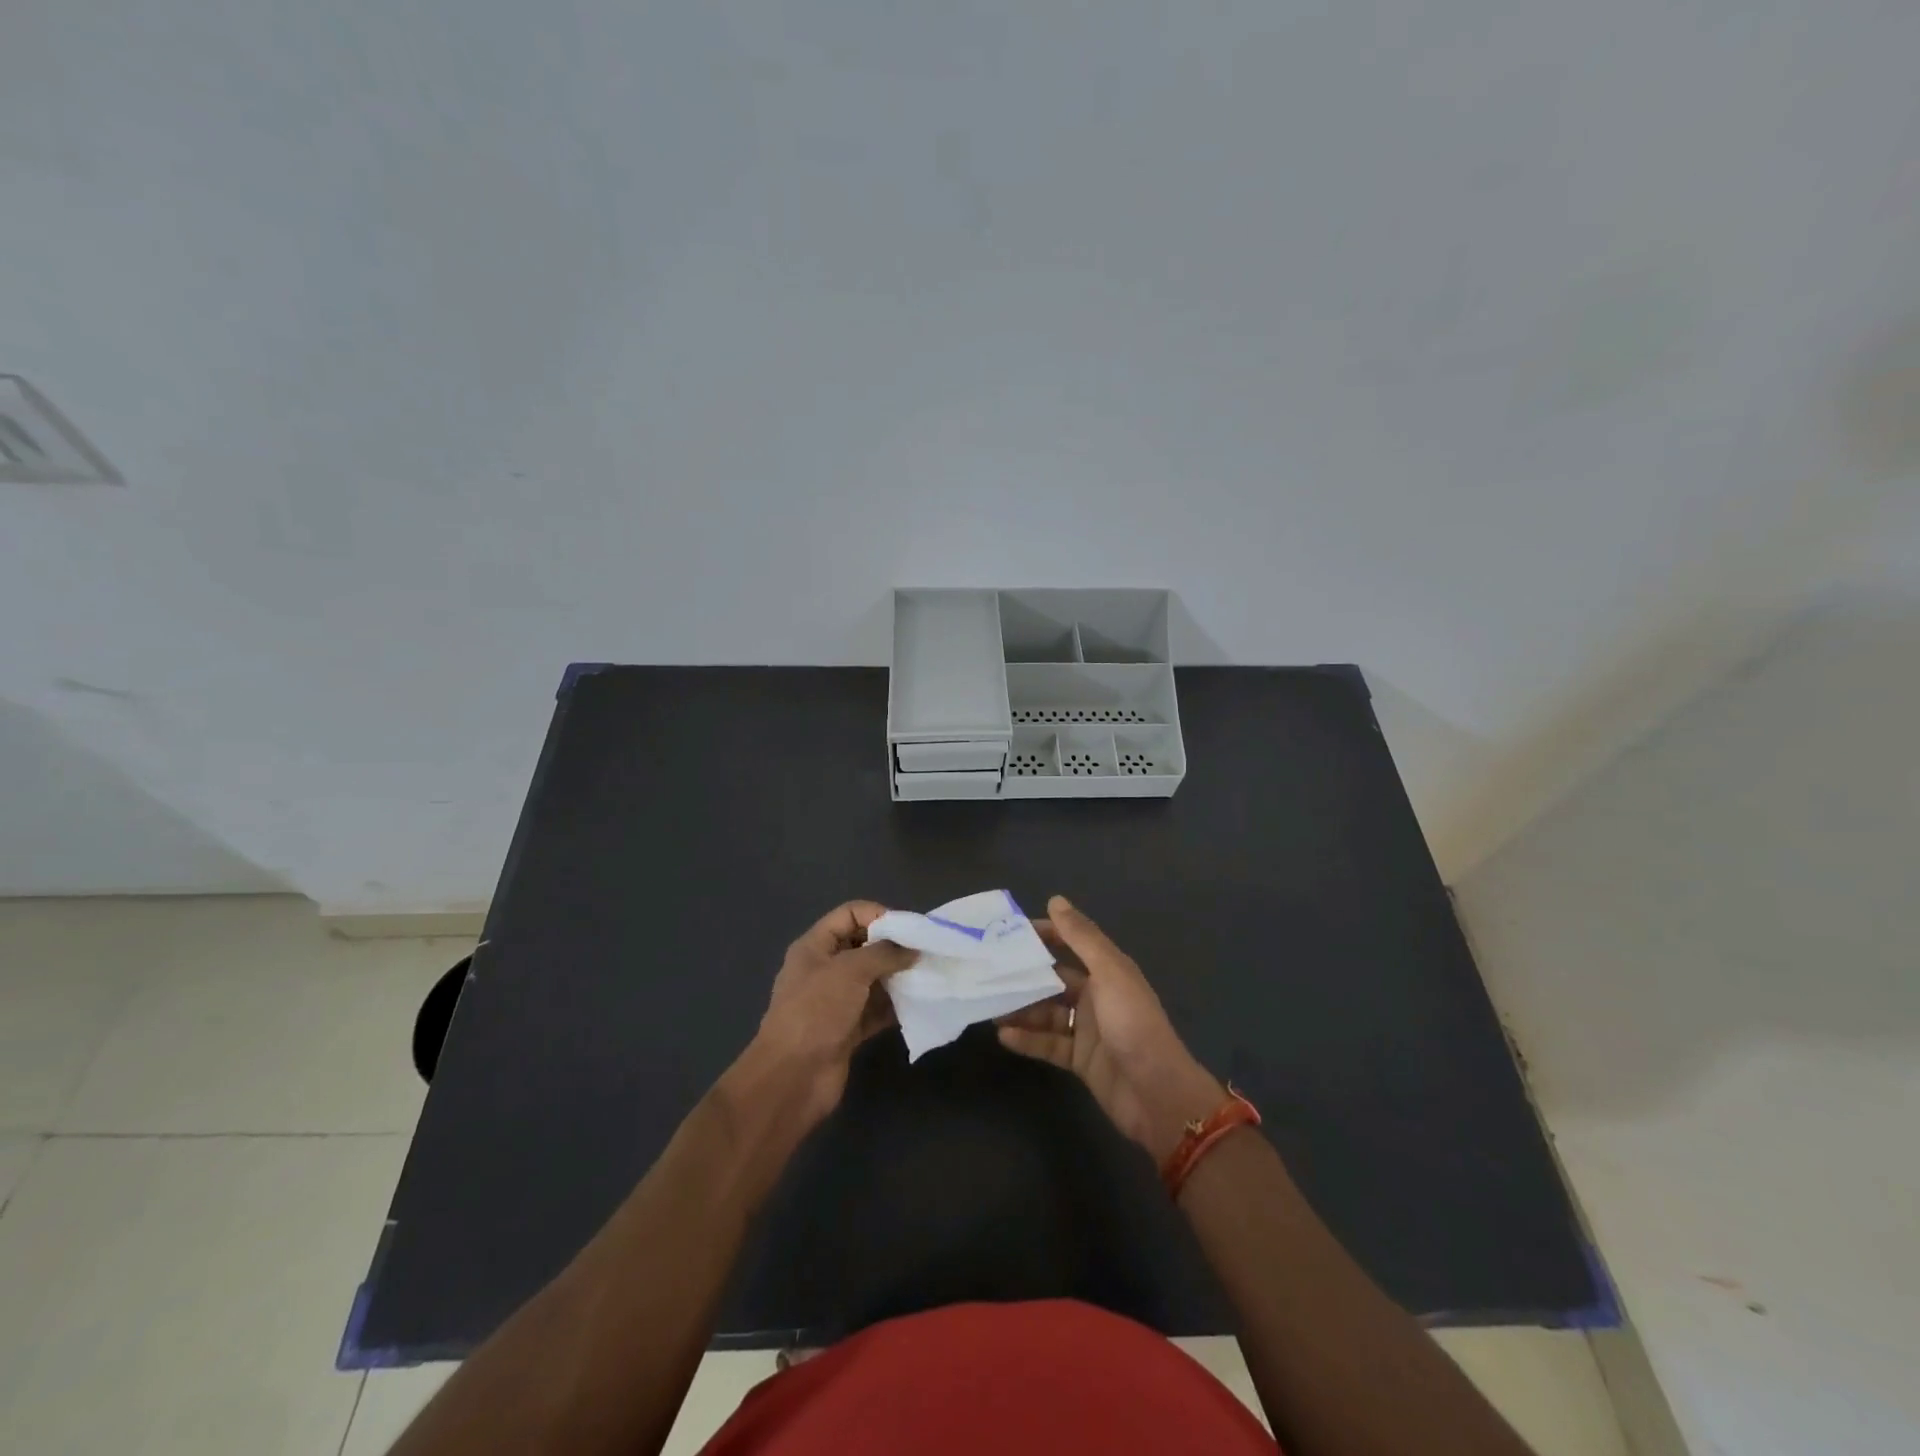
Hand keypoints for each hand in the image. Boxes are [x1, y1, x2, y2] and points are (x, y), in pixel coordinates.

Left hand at [749, 901, 915, 1127]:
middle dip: (894, 947)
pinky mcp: (848, 1030)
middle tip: (926, 952)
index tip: (910, 929)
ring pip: (873, 979)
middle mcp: (825, 969)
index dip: (879, 915)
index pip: (850, 914)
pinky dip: (896, 1006)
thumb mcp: (849, 971)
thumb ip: (884, 953)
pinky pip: (877, 1009)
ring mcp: (836, 1001)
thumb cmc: (816, 1012)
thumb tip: (912, 949)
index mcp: (815, 947)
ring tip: (928, 976)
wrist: (792, 1078)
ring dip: (898, 978)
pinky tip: (919, 1004)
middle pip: (864, 946)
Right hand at [998, 896, 1225, 1163]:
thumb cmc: (1133, 1024)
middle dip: (1025, 976)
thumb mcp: (1109, 973)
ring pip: (1047, 1013)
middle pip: (1054, 980)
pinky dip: (1028, 1039)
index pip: (1071, 943)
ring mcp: (1088, 1030)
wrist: (1158, 1094)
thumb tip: (1055, 900)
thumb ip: (1081, 937)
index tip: (1008, 931)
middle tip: (988, 971)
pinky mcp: (1080, 1060)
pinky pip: (1048, 1044)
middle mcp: (1097, 996)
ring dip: (1021, 1009)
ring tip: (990, 1006)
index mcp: (1108, 971)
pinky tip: (1004, 1035)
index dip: (1043, 935)